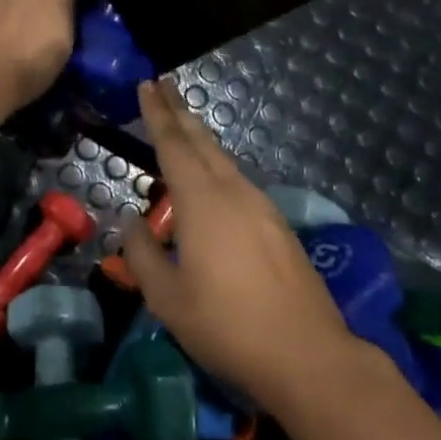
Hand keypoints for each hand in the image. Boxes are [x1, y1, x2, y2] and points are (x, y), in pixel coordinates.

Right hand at [121, 79, 358, 411]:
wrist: (308, 356)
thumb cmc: (227, 326)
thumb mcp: (167, 298)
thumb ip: (142, 254)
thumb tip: (132, 222)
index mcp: (202, 201)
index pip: (174, 145)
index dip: (157, 113)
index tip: (147, 83)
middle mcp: (234, 192)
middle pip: (203, 141)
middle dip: (179, 111)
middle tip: (162, 85)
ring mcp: (262, 208)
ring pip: (224, 160)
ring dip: (199, 138)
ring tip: (180, 127)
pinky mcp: (278, 227)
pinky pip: (238, 181)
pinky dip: (216, 166)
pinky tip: (210, 180)